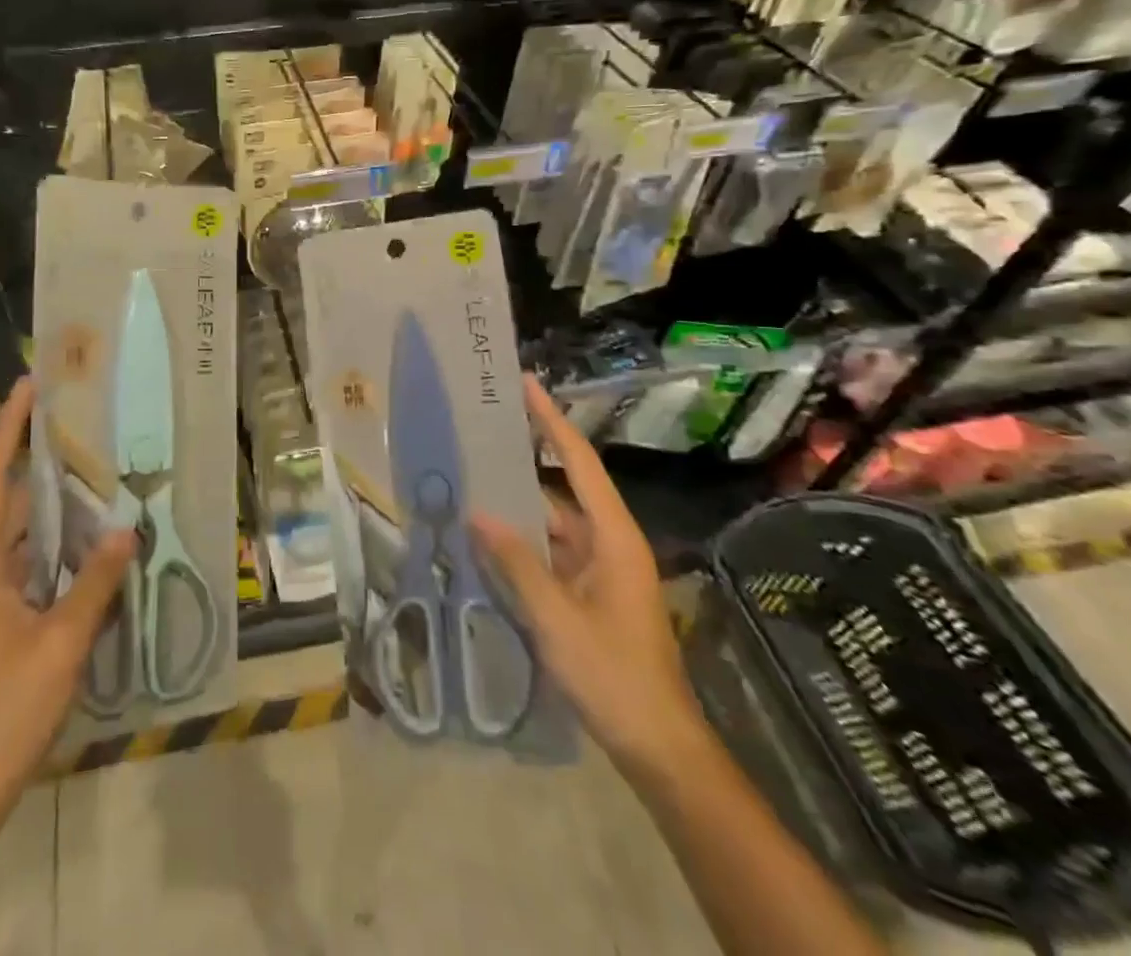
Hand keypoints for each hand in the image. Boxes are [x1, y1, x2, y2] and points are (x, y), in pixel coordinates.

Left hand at [0, 377, 135, 818]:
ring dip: (52, 501)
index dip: (9, 431)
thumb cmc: (4, 709)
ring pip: (20, 531)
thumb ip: (95, 583)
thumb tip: (127, 529)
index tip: (29, 387)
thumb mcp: (60, 643)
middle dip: (36, 457)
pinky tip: (91, 537)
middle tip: (77, 419)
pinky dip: (57, 541)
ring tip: (92, 466)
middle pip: (7, 498)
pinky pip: (30, 561)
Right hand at [473, 374, 709, 773]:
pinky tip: (487, 537)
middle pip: (564, 486)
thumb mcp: (557, 618)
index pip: (579, 462)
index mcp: (613, 537)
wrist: (658, 746)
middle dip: (526, 457)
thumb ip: (517, 562)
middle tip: (484, 429)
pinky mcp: (590, 593)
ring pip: (553, 522)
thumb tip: (478, 513)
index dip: (552, 421)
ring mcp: (601, 569)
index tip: (527, 384)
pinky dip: (522, 541)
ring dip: (518, 504)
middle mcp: (609, 542)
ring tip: (471, 477)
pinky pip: (551, 552)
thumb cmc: (613, 676)